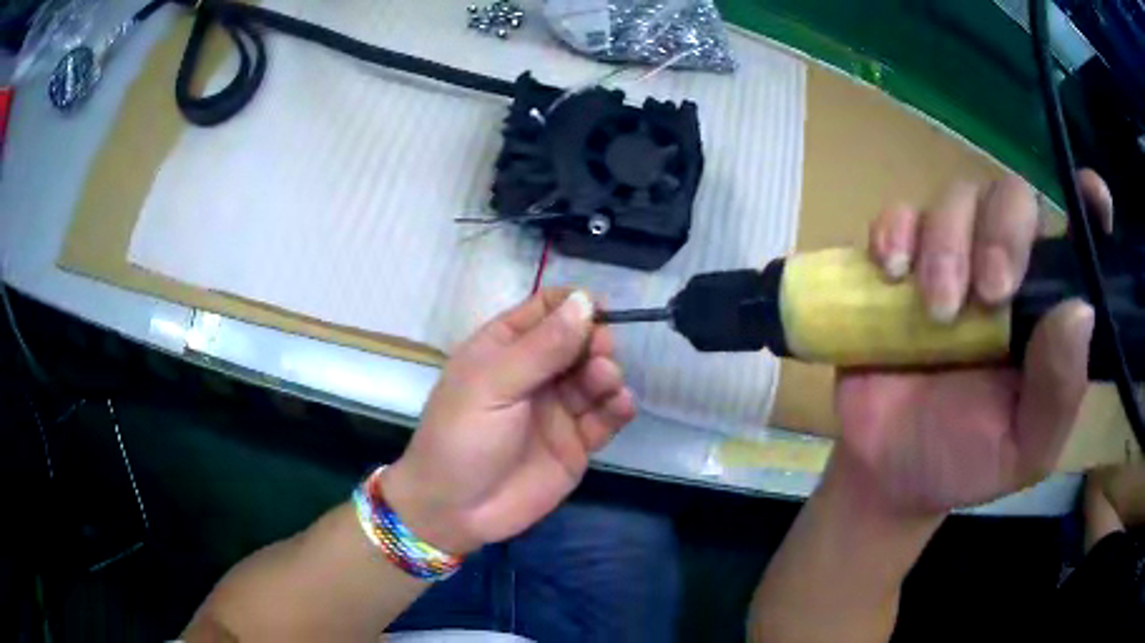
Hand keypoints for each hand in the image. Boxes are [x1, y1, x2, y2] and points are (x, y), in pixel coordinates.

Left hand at [382, 289, 635, 554]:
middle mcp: (536, 373)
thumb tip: (585, 301)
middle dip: (595, 340)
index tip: (597, 309)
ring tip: (605, 380)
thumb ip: (542, 348)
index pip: (546, 309)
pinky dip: (619, 406)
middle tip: (600, 352)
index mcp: (505, 348)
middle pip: (579, 340)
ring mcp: (559, 408)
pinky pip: (606, 417)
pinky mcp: (577, 442)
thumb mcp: (493, 386)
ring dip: (607, 372)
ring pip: (596, 376)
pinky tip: (620, 405)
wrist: (456, 510)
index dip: (573, 304)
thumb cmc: (461, 438)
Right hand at [833, 173, 1112, 515]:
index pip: (1076, 238)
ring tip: (937, 312)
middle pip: (1012, 196)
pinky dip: (895, 231)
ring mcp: (953, 258)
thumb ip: (1058, 392)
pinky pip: (899, 214)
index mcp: (1046, 307)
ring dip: (947, 243)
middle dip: (1002, 232)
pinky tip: (893, 271)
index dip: (1089, 204)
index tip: (1093, 197)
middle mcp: (1007, 267)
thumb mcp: (1024, 447)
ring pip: (958, 197)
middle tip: (988, 294)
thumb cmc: (965, 460)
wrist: (888, 470)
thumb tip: (1080, 311)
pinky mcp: (902, 262)